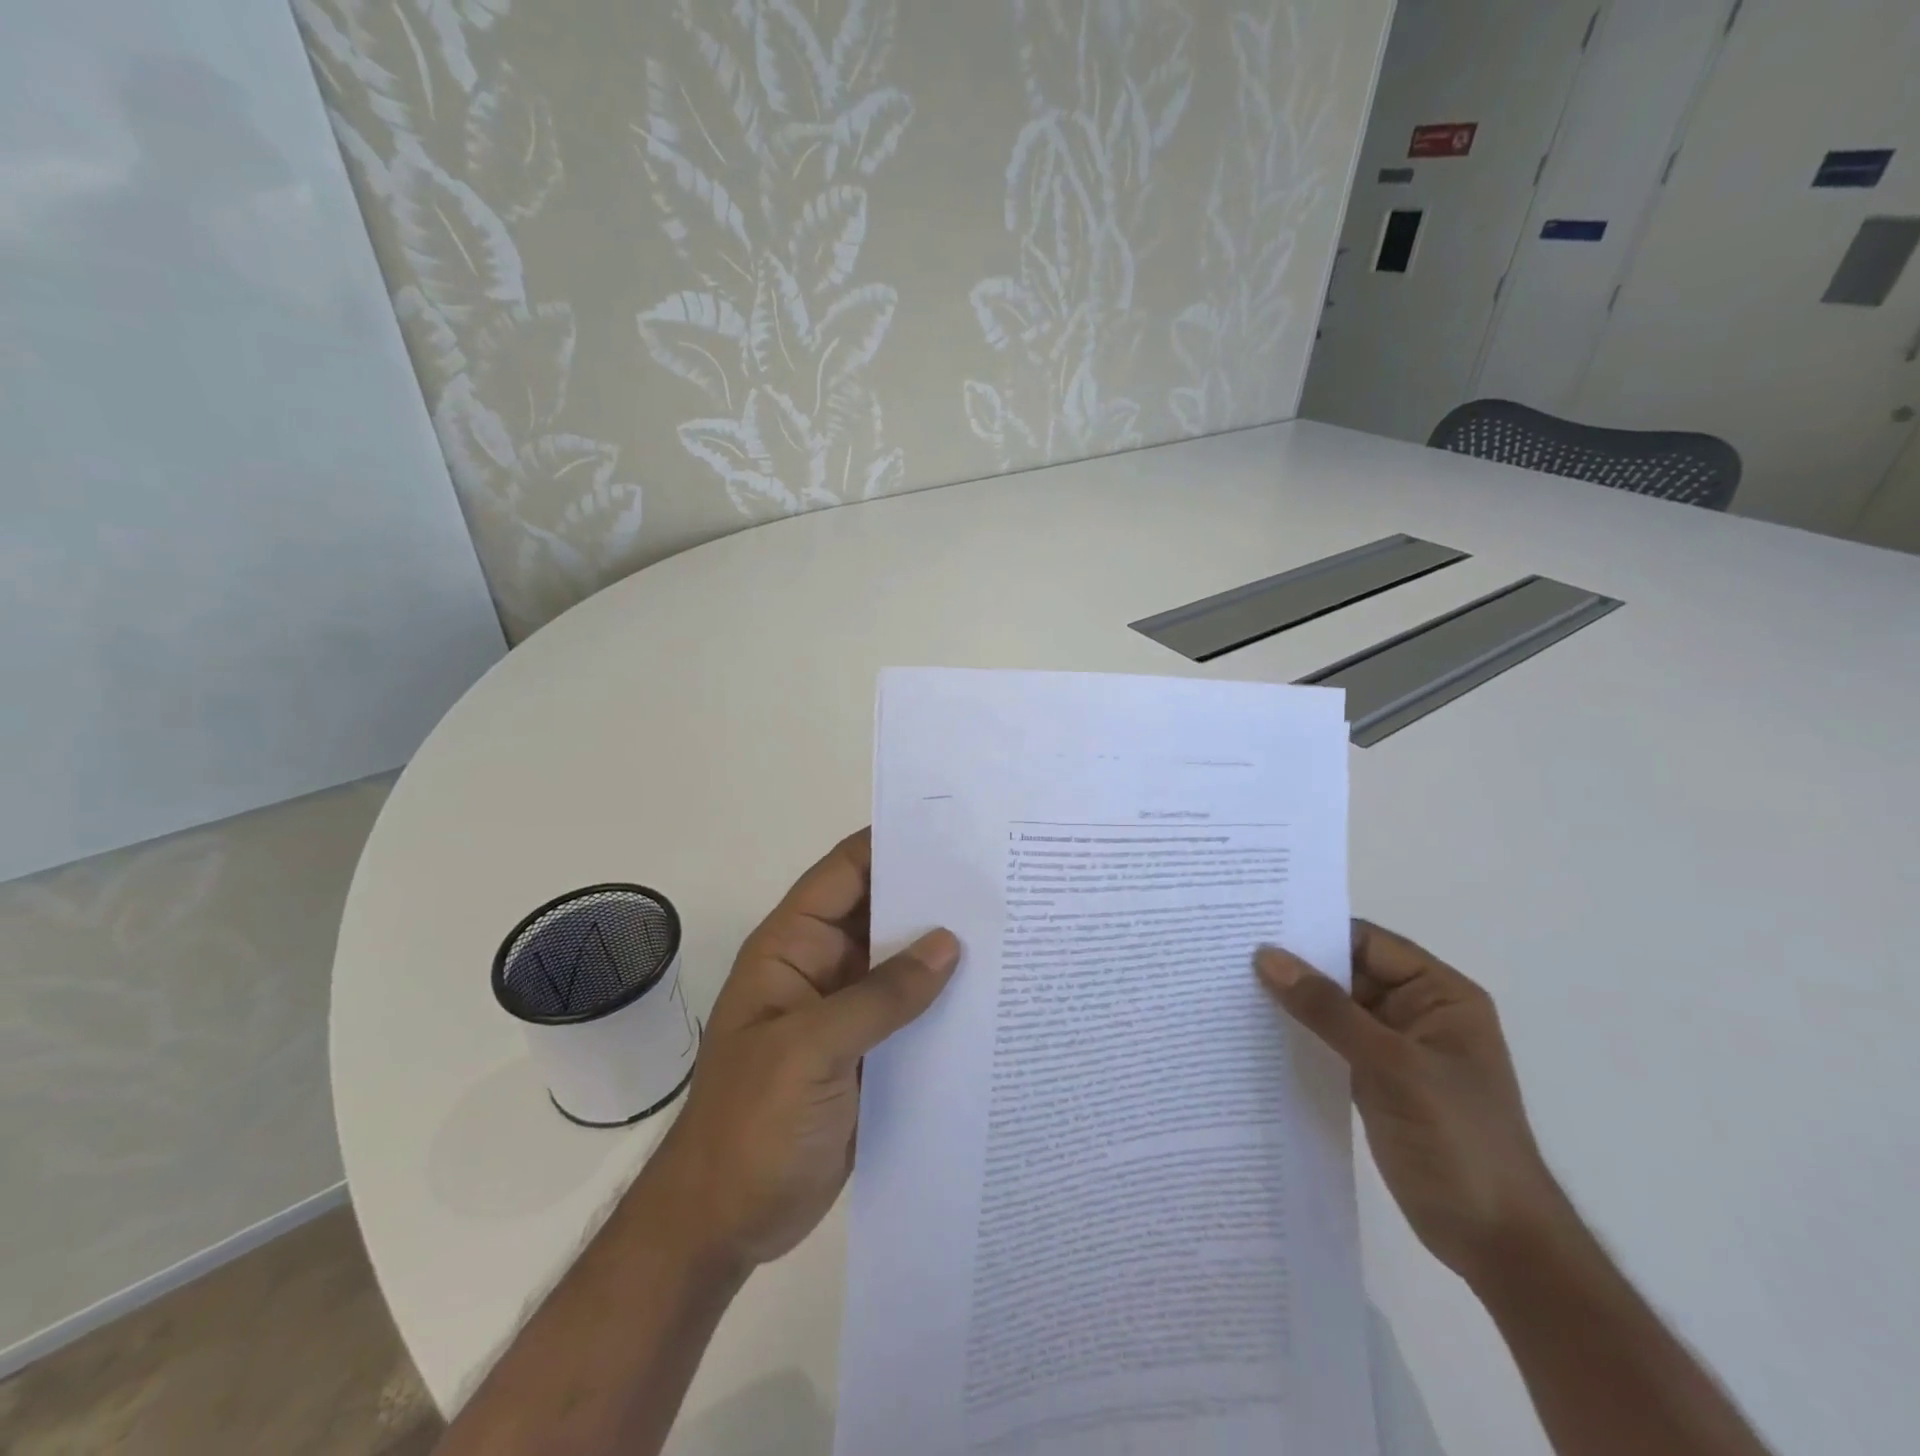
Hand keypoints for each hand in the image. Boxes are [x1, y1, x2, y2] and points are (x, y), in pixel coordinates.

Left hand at [642, 829, 959, 1272]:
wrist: (724, 1224)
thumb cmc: (750, 1125)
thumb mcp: (810, 1050)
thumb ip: (880, 996)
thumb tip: (948, 943)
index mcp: (793, 948)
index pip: (844, 873)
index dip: (891, 845)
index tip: (954, 831)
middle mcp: (823, 968)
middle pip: (881, 914)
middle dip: (932, 896)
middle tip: (1000, 879)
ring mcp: (847, 1012)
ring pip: (902, 964)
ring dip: (945, 951)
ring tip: (1011, 929)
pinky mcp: (869, 1053)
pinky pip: (912, 1013)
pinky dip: (945, 1002)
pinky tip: (992, 997)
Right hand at [1255, 923, 1564, 1281]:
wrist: (1498, 1244)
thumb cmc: (1459, 1140)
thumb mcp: (1391, 1066)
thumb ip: (1327, 1010)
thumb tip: (1266, 956)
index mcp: (1440, 994)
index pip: (1367, 943)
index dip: (1315, 932)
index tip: (1255, 927)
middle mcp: (1417, 1011)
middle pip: (1346, 971)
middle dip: (1296, 967)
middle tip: (1230, 954)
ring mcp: (1396, 1048)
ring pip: (1334, 1008)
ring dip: (1293, 1002)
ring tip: (1232, 987)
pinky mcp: (1376, 1079)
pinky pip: (1330, 1041)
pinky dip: (1299, 1034)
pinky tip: (1257, 1031)